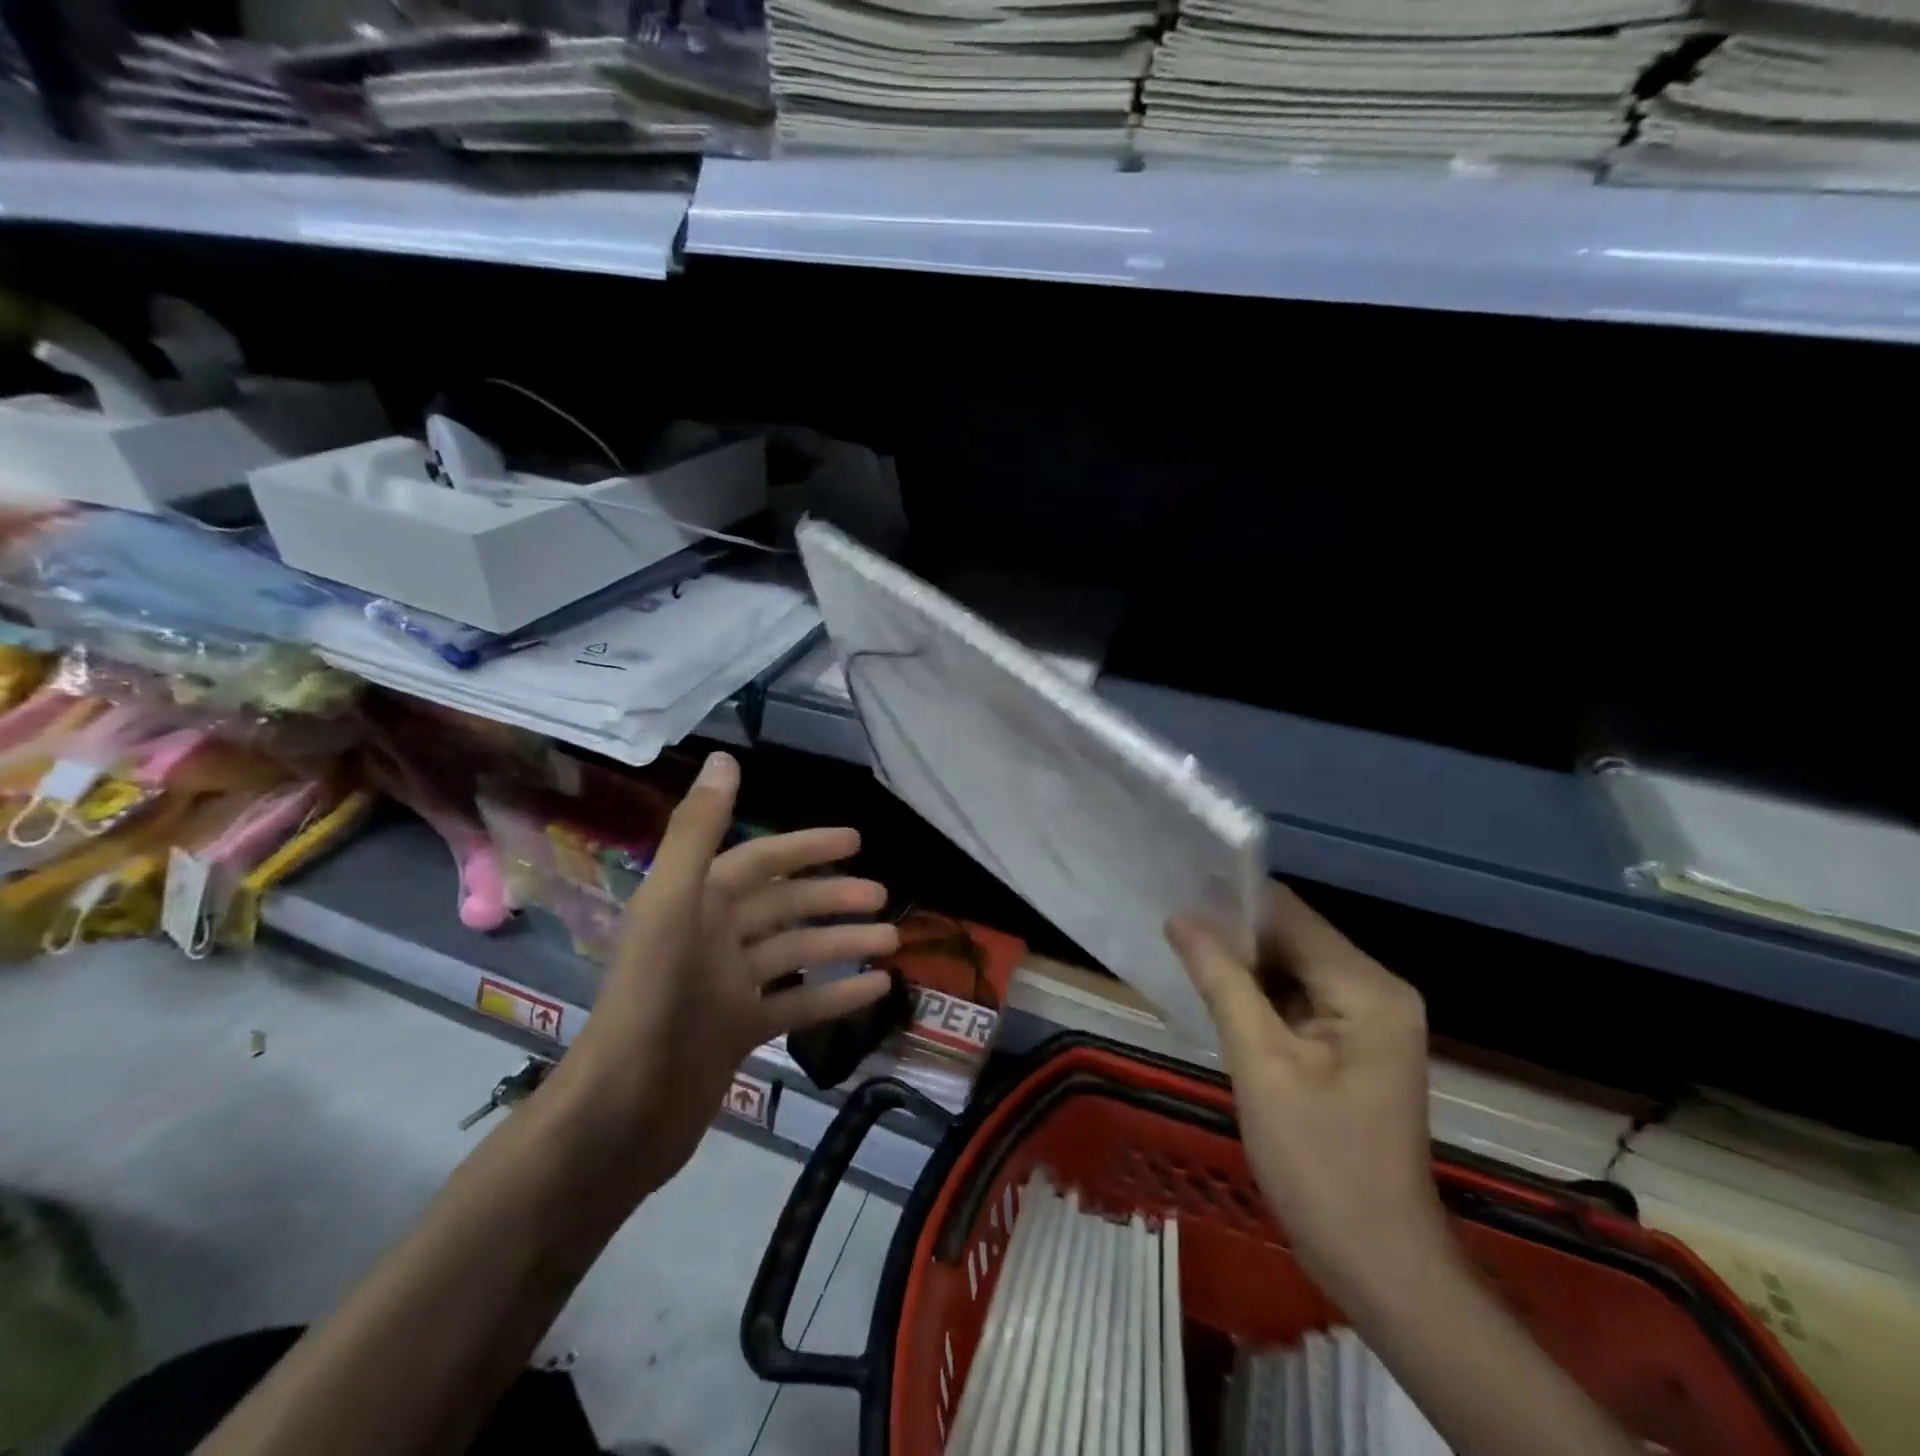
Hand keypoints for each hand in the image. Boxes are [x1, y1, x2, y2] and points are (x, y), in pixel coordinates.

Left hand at [553, 751, 898, 1195]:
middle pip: (784, 907)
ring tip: (891, 942)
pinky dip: (834, 995)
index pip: (761, 859)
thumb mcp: (673, 905)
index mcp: (696, 902)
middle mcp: (711, 937)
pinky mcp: (738, 1033)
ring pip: (796, 953)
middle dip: (834, 899)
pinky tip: (876, 990)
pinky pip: (796, 1004)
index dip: (808, 847)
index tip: (857, 841)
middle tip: (885, 898)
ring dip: (842, 944)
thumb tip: (725, 758)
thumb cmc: (652, 1000)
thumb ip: (698, 831)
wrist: (620, 1115)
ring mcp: (726, 987)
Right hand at [1166, 883, 1449, 1305]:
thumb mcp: (1261, 1065)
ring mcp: (1371, 1018)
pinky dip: (1260, 995)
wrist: (1380, 1265)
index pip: (1290, 914)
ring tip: (1183, 958)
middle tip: (1170, 933)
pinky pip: (1299, 997)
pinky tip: (1219, 998)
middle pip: (1293, 936)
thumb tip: (1181, 918)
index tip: (1175, 899)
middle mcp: (1377, 989)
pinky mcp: (1357, 1043)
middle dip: (1233, 935)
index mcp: (1366, 988)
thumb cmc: (1319, 1166)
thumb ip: (1222, 981)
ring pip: (1292, 966)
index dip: (1231, 903)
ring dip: (1243, 966)